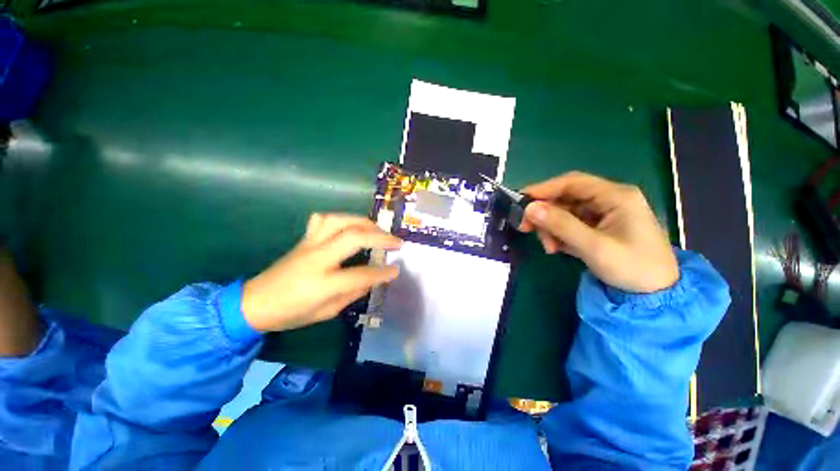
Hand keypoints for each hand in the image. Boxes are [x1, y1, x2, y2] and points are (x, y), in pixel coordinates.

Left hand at [241, 213, 402, 332]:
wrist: (254, 302)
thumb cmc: (291, 313)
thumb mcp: (327, 312)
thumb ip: (353, 293)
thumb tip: (373, 279)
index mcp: (322, 283)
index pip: (360, 274)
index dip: (382, 273)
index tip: (397, 270)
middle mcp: (317, 257)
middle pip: (353, 237)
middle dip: (380, 237)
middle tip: (396, 242)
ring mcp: (309, 244)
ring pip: (339, 220)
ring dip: (363, 222)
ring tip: (377, 230)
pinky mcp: (304, 238)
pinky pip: (323, 219)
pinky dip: (341, 218)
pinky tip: (350, 225)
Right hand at [519, 172, 677, 292]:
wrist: (655, 294)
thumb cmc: (632, 268)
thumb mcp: (594, 247)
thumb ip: (561, 225)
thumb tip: (529, 208)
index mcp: (616, 196)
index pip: (572, 183)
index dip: (544, 189)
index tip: (520, 201)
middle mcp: (609, 200)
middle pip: (566, 198)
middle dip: (545, 213)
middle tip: (525, 228)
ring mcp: (603, 214)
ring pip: (564, 212)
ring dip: (551, 228)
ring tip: (549, 247)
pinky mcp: (597, 227)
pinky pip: (569, 224)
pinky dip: (558, 235)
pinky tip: (557, 248)